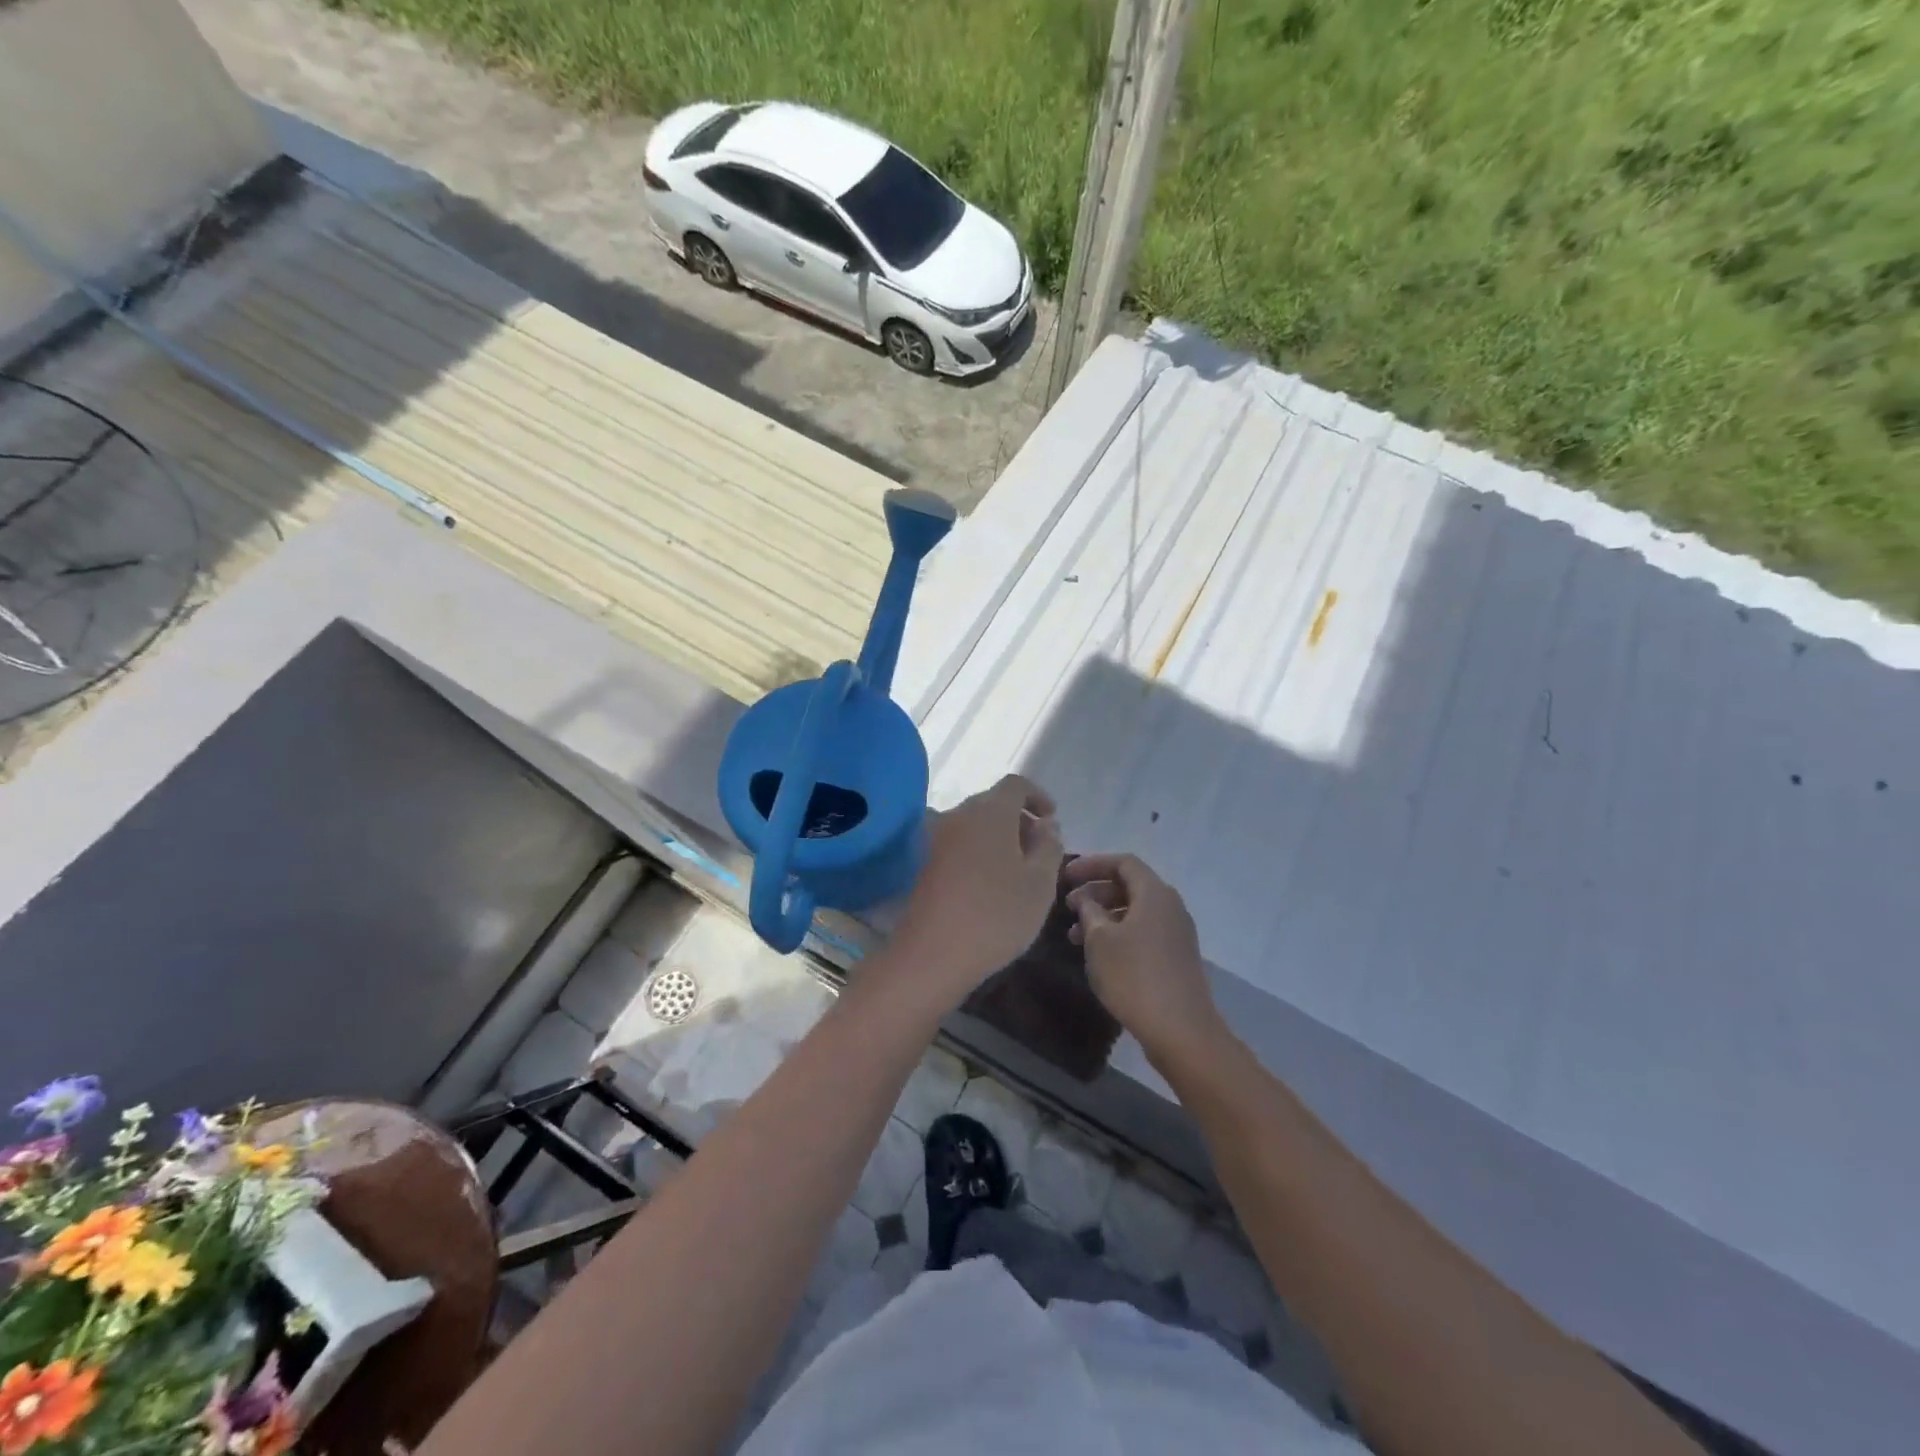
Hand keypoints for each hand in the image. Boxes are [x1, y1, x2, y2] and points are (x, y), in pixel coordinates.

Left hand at [890, 776, 1063, 1009]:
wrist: (932, 954)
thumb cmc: (996, 915)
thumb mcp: (1040, 883)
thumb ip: (1048, 846)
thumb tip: (1045, 826)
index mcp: (990, 811)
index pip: (1016, 784)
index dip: (1038, 796)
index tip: (1052, 819)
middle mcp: (958, 814)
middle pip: (993, 802)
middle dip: (1019, 819)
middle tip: (1040, 850)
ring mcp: (936, 837)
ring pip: (975, 824)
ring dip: (998, 837)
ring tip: (1018, 870)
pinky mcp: (924, 862)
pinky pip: (959, 843)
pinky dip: (979, 851)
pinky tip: (990, 884)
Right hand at [1064, 853, 1223, 1067]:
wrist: (1180, 1030)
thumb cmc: (1134, 976)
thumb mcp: (1100, 940)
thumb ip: (1089, 911)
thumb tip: (1086, 899)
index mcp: (1155, 893)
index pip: (1123, 862)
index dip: (1092, 865)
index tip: (1066, 876)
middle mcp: (1170, 906)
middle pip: (1130, 885)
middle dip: (1095, 892)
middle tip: (1067, 907)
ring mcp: (1176, 933)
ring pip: (1135, 911)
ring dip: (1104, 916)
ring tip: (1075, 937)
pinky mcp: (1176, 957)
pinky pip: (1144, 931)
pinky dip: (1119, 934)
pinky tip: (1099, 955)